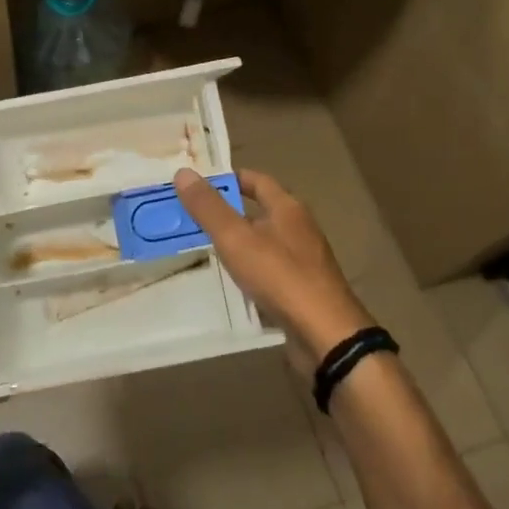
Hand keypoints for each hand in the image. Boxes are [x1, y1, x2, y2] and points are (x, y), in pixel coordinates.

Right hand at [174, 168, 373, 373]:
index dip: (230, 178)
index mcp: (288, 208)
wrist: (326, 335)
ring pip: (265, 244)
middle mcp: (300, 229)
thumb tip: (183, 172)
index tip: (201, 183)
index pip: (257, 180)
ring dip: (240, 245)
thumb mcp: (236, 238)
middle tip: (194, 217)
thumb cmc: (280, 276)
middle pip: (261, 212)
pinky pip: (271, 272)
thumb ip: (208, 207)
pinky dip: (251, 272)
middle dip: (230, 213)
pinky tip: (232, 284)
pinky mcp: (304, 291)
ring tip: (206, 250)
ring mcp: (305, 262)